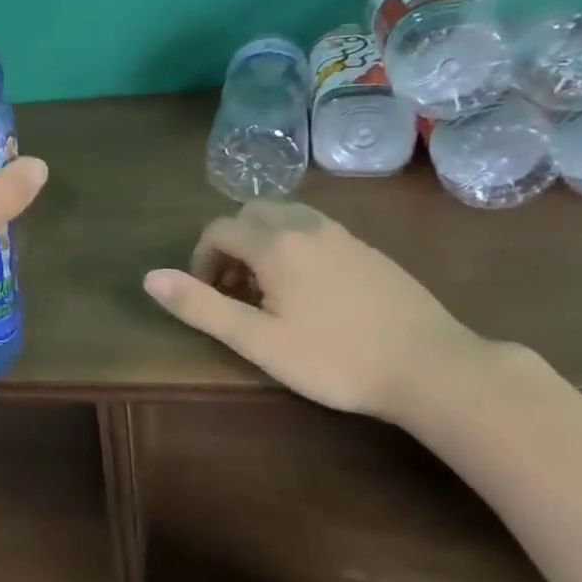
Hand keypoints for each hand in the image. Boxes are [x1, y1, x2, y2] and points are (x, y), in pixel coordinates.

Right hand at [142, 200, 482, 421]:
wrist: (431, 366)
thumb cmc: (334, 358)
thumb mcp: (257, 341)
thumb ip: (201, 306)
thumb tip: (150, 277)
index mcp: (275, 243)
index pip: (219, 230)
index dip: (201, 260)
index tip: (208, 297)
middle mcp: (306, 226)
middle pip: (250, 214)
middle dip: (230, 245)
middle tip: (234, 292)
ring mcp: (343, 235)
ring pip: (286, 218)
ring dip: (262, 244)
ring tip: (268, 291)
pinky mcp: (369, 250)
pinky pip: (316, 231)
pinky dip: (295, 247)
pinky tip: (311, 292)